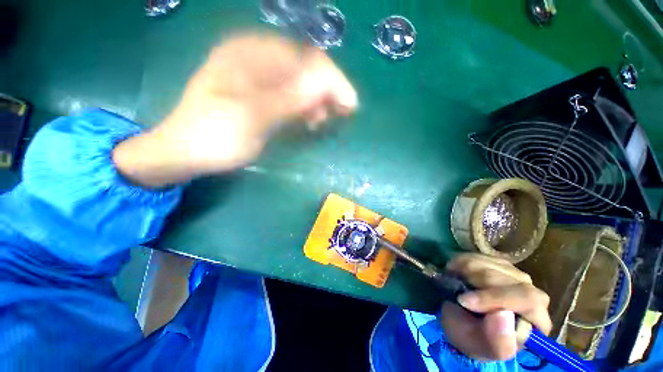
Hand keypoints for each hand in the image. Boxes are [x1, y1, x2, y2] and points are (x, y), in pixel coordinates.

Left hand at [113, 33, 356, 187]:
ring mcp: (258, 77)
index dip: (332, 79)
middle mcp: (256, 58)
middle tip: (343, 113)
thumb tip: (327, 83)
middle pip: (305, 68)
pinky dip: (304, 107)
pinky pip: (291, 95)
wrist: (184, 153)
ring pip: (300, 82)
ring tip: (324, 120)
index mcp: (251, 53)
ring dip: (317, 100)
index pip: (305, 58)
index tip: (350, 104)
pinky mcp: (260, 95)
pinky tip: (309, 120)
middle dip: (327, 90)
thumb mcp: (253, 118)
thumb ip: (290, 99)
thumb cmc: (214, 136)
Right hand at [440, 253, 551, 360]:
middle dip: (477, 282)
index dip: (496, 298)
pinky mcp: (498, 264)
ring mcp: (515, 276)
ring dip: (466, 271)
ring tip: (455, 283)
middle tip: (456, 290)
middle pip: (509, 278)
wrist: (459, 319)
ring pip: (492, 263)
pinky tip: (457, 273)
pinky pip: (479, 256)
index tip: (464, 301)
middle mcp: (532, 295)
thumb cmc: (472, 337)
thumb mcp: (480, 347)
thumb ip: (497, 342)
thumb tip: (504, 316)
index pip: (529, 299)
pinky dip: (462, 262)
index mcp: (536, 321)